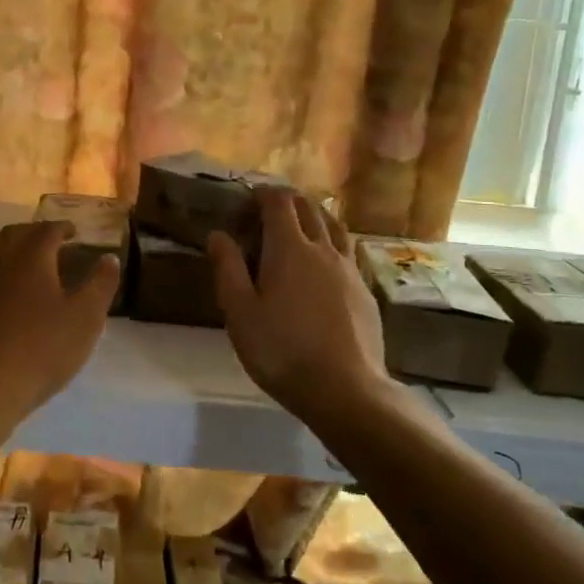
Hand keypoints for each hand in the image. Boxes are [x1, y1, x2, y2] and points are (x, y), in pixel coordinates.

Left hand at [0, 221, 120, 415]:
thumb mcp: (86, 317)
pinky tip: (8, 298)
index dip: (62, 227)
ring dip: (11, 252)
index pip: (46, 230)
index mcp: (31, 258)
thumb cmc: (44, 347)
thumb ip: (100, 284)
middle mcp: (0, 263)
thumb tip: (109, 258)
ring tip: (28, 266)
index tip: (74, 231)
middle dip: (34, 233)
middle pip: (14, 235)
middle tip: (52, 243)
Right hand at [208, 189, 388, 417]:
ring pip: (334, 227)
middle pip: (309, 208)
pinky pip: (348, 253)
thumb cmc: (282, 350)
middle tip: (269, 213)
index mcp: (289, 248)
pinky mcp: (366, 291)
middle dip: (288, 202)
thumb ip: (228, 269)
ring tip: (301, 229)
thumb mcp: (240, 313)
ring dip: (315, 218)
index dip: (263, 194)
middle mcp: (323, 249)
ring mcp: (349, 269)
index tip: (248, 200)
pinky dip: (332, 246)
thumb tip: (218, 234)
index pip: (279, 202)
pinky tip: (326, 267)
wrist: (346, 389)